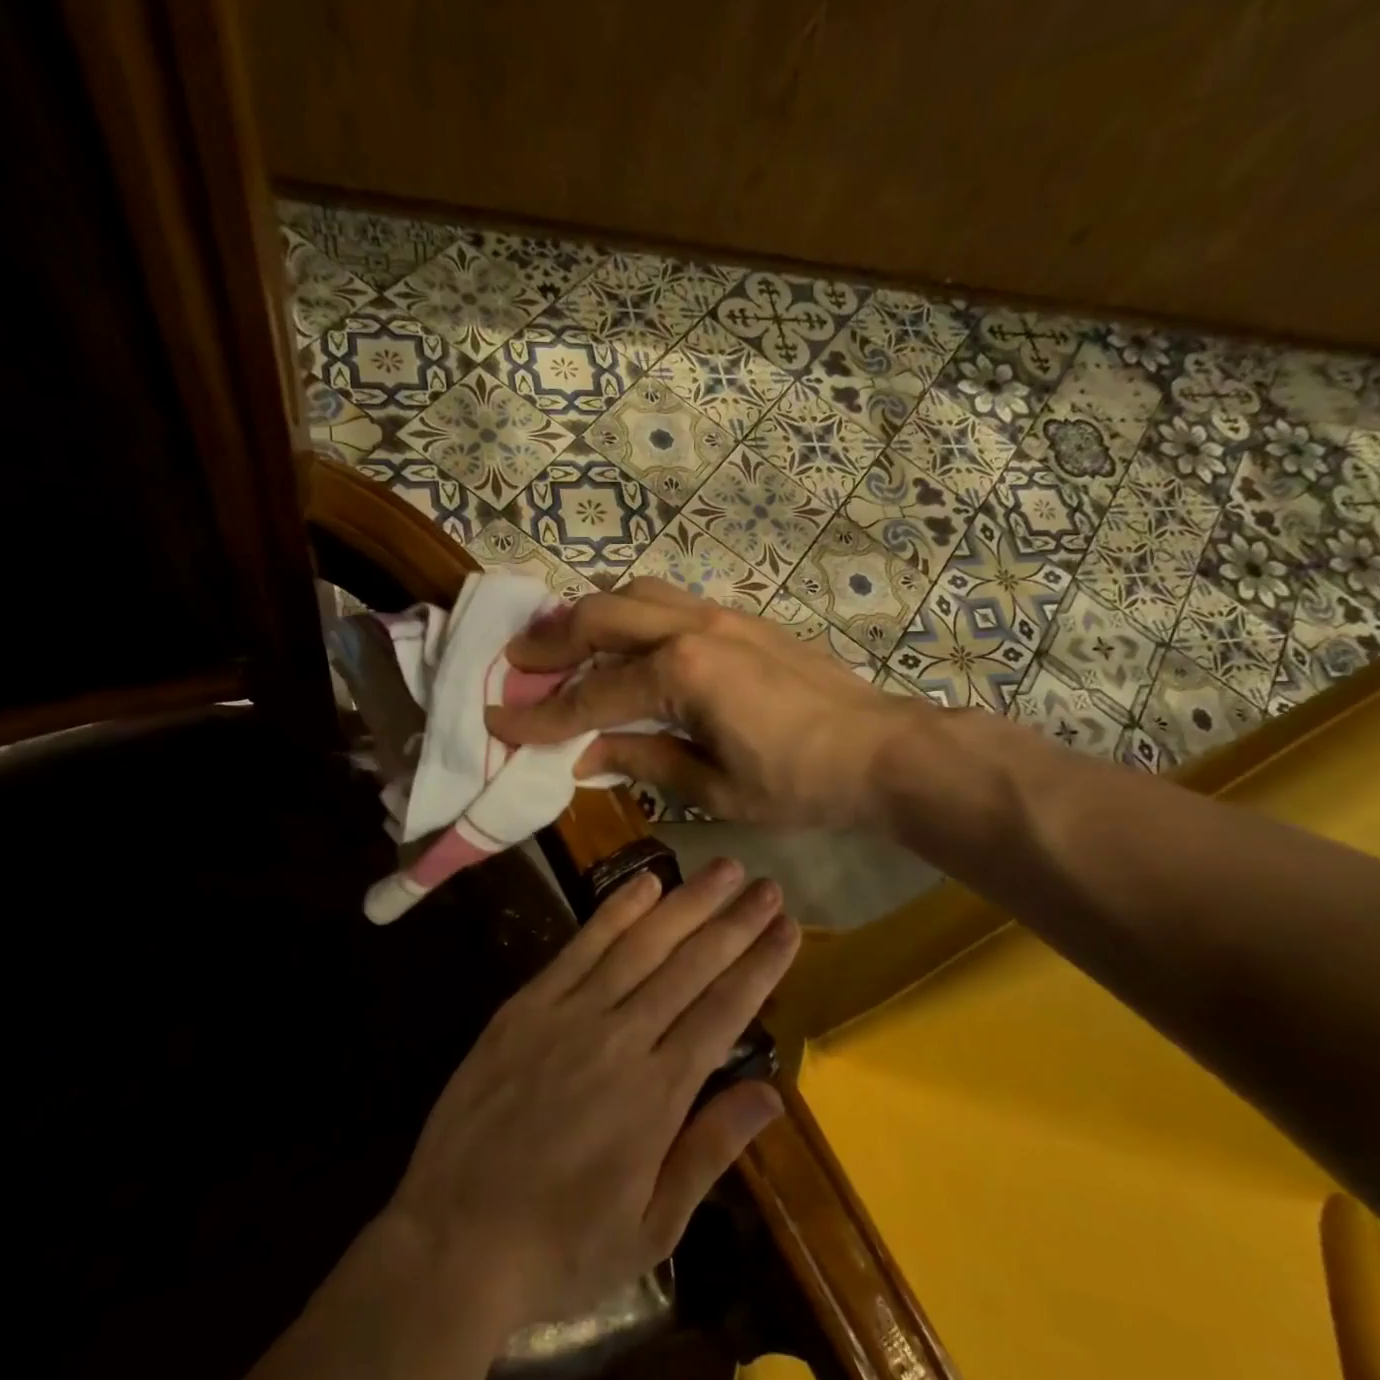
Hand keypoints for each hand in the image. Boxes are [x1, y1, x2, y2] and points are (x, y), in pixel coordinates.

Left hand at [385, 857, 796, 1330]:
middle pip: (691, 965)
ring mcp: (571, 1014)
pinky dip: (616, 911)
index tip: (788, 928)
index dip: (760, 965)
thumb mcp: (652, 1228)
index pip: (724, 1010)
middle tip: (769, 885)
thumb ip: (710, 1149)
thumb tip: (772, 1093)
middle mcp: (622, 1038)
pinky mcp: (527, 1005)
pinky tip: (646, 883)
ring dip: (687, 903)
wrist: (452, 1240)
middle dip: (736, 922)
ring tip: (724, 868)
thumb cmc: (561, 1245)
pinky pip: (580, 947)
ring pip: (643, 944)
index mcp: (658, 1093)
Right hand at [486, 578, 925, 828]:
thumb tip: (585, 754)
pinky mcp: (741, 617)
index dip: (541, 717)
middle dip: (550, 641)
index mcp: (681, 674)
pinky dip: (631, 611)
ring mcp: (720, 614)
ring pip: (634, 592)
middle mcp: (692, 629)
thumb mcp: (713, 787)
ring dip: (590, 614)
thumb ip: (643, 760)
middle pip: (600, 616)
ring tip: (564, 644)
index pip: (591, 695)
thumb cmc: (798, 782)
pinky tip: (625, 640)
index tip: (498, 722)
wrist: (881, 750)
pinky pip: (668, 599)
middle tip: (515, 663)